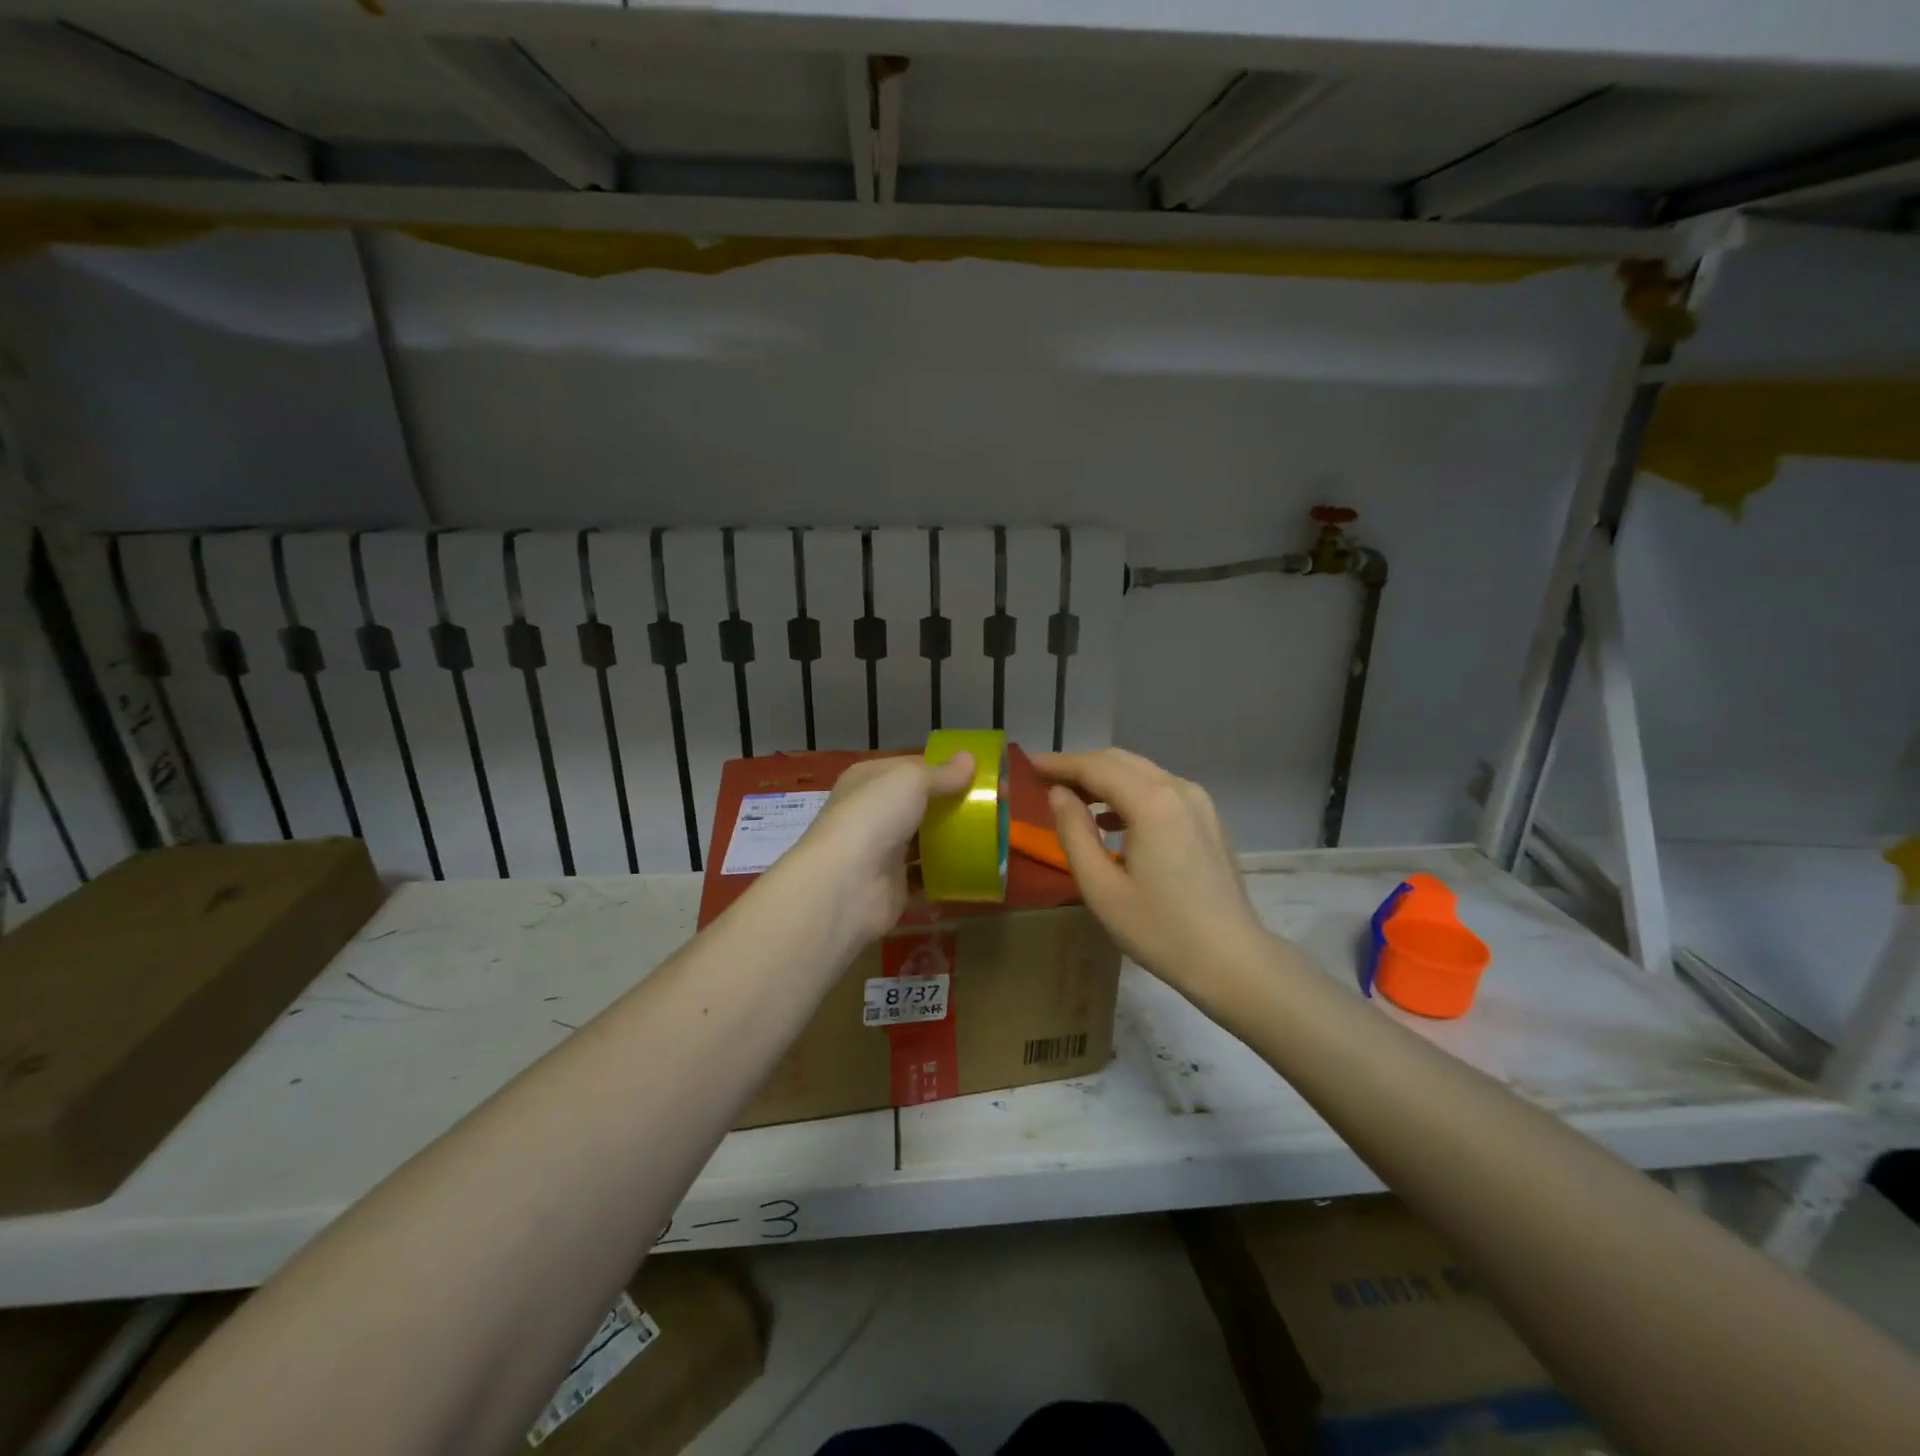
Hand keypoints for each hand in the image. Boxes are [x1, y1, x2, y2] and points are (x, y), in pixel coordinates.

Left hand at [783, 752, 975, 943]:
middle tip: (996, 810)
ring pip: (925, 842)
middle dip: (956, 807)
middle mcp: (872, 814)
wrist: (845, 885)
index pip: (913, 768)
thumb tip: (970, 758)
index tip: (985, 777)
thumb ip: (942, 773)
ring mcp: (881, 852)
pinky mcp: (893, 888)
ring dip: (953, 842)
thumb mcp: (911, 781)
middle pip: (922, 806)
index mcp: (869, 780)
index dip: (948, 770)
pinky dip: (948, 877)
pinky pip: (926, 878)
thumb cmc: (875, 818)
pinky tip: (975, 871)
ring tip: (992, 840)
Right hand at [1036, 749, 1274, 1002]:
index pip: (1096, 767)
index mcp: (1152, 803)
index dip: (1059, 763)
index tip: (1028, 764)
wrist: (1231, 959)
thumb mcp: (1101, 888)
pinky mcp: (1207, 818)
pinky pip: (1160, 789)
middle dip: (1080, 767)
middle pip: (1120, 761)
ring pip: (1141, 772)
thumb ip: (1074, 833)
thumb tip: (1057, 794)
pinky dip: (1129, 793)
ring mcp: (1199, 802)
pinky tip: (1111, 821)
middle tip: (1044, 780)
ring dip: (1104, 779)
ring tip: (1072, 800)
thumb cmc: (1160, 930)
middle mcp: (1179, 789)